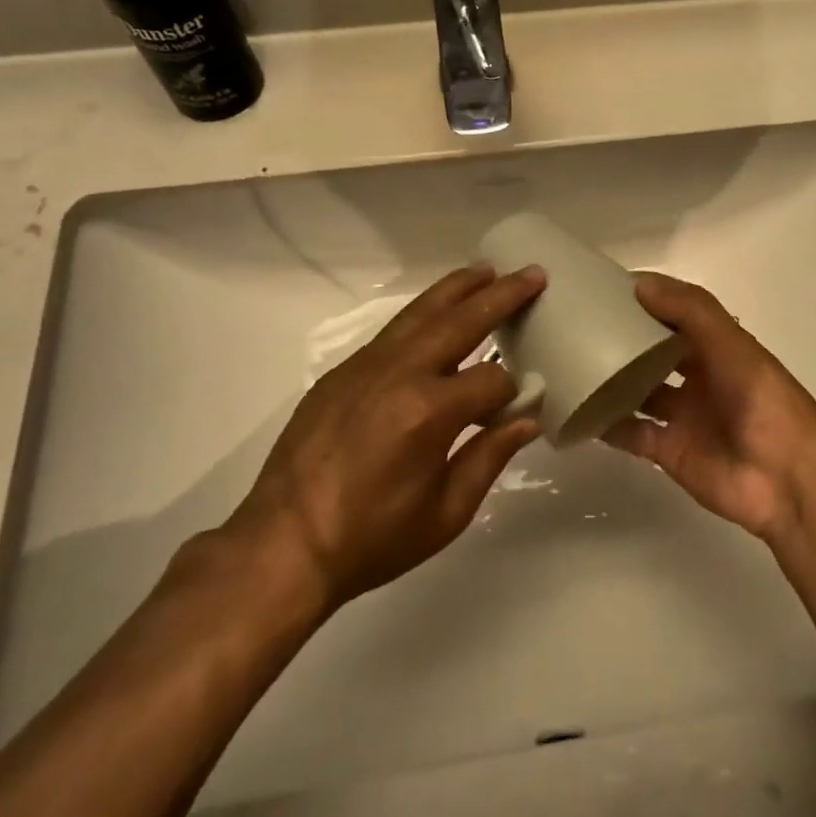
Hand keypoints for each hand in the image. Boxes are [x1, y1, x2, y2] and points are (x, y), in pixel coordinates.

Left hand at [226, 264, 546, 610]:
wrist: (283, 545)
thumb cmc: (372, 539)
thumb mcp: (445, 513)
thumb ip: (490, 457)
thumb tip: (527, 419)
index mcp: (430, 411)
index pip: (493, 380)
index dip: (515, 391)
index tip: (524, 404)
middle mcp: (400, 373)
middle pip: (461, 320)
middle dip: (502, 295)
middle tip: (532, 274)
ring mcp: (365, 366)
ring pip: (421, 312)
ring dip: (458, 289)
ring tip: (486, 270)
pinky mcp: (341, 371)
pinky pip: (392, 332)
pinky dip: (422, 315)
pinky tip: (435, 315)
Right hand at [602, 272, 815, 542]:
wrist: (787, 479)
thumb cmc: (763, 401)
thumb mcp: (732, 345)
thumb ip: (690, 312)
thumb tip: (638, 284)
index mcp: (716, 347)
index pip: (674, 315)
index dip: (645, 301)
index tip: (603, 289)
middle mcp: (697, 377)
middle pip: (652, 353)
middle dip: (622, 339)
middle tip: (577, 326)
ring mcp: (682, 415)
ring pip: (639, 392)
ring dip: (611, 381)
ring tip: (570, 364)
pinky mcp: (670, 451)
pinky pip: (632, 434)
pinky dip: (607, 426)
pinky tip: (579, 412)